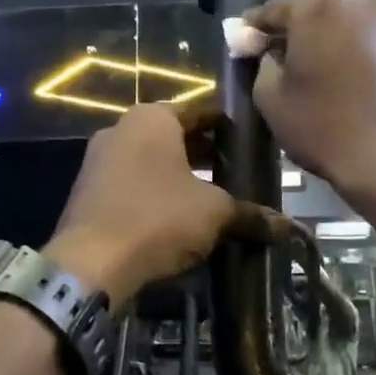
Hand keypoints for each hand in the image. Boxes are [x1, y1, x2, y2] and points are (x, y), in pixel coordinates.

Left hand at [46, 104, 235, 307]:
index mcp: (152, 118)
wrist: (91, 262)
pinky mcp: (87, 193)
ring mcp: (98, 161)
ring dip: (179, 177)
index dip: (228, 129)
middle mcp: (120, 129)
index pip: (200, 112)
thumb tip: (288, 227)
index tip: (249, 146)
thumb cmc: (159, 218)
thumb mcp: (214, 213)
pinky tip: (176, 219)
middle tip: (236, 175)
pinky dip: (154, 195)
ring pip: (151, 162)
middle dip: (204, 156)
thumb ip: (250, 214)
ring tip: (211, 199)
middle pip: (174, 137)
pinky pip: (131, 185)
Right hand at [246, 0, 375, 196]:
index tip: (242, 44)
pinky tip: (344, 78)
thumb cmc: (320, 124)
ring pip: (345, 23)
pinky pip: (369, 40)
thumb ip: (262, 61)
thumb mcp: (269, 95)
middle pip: (314, 11)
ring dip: (327, 40)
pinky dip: (352, 51)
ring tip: (314, 69)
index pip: (274, 10)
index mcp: (320, 4)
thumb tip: (271, 53)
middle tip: (277, 57)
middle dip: (294, 31)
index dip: (254, 29)